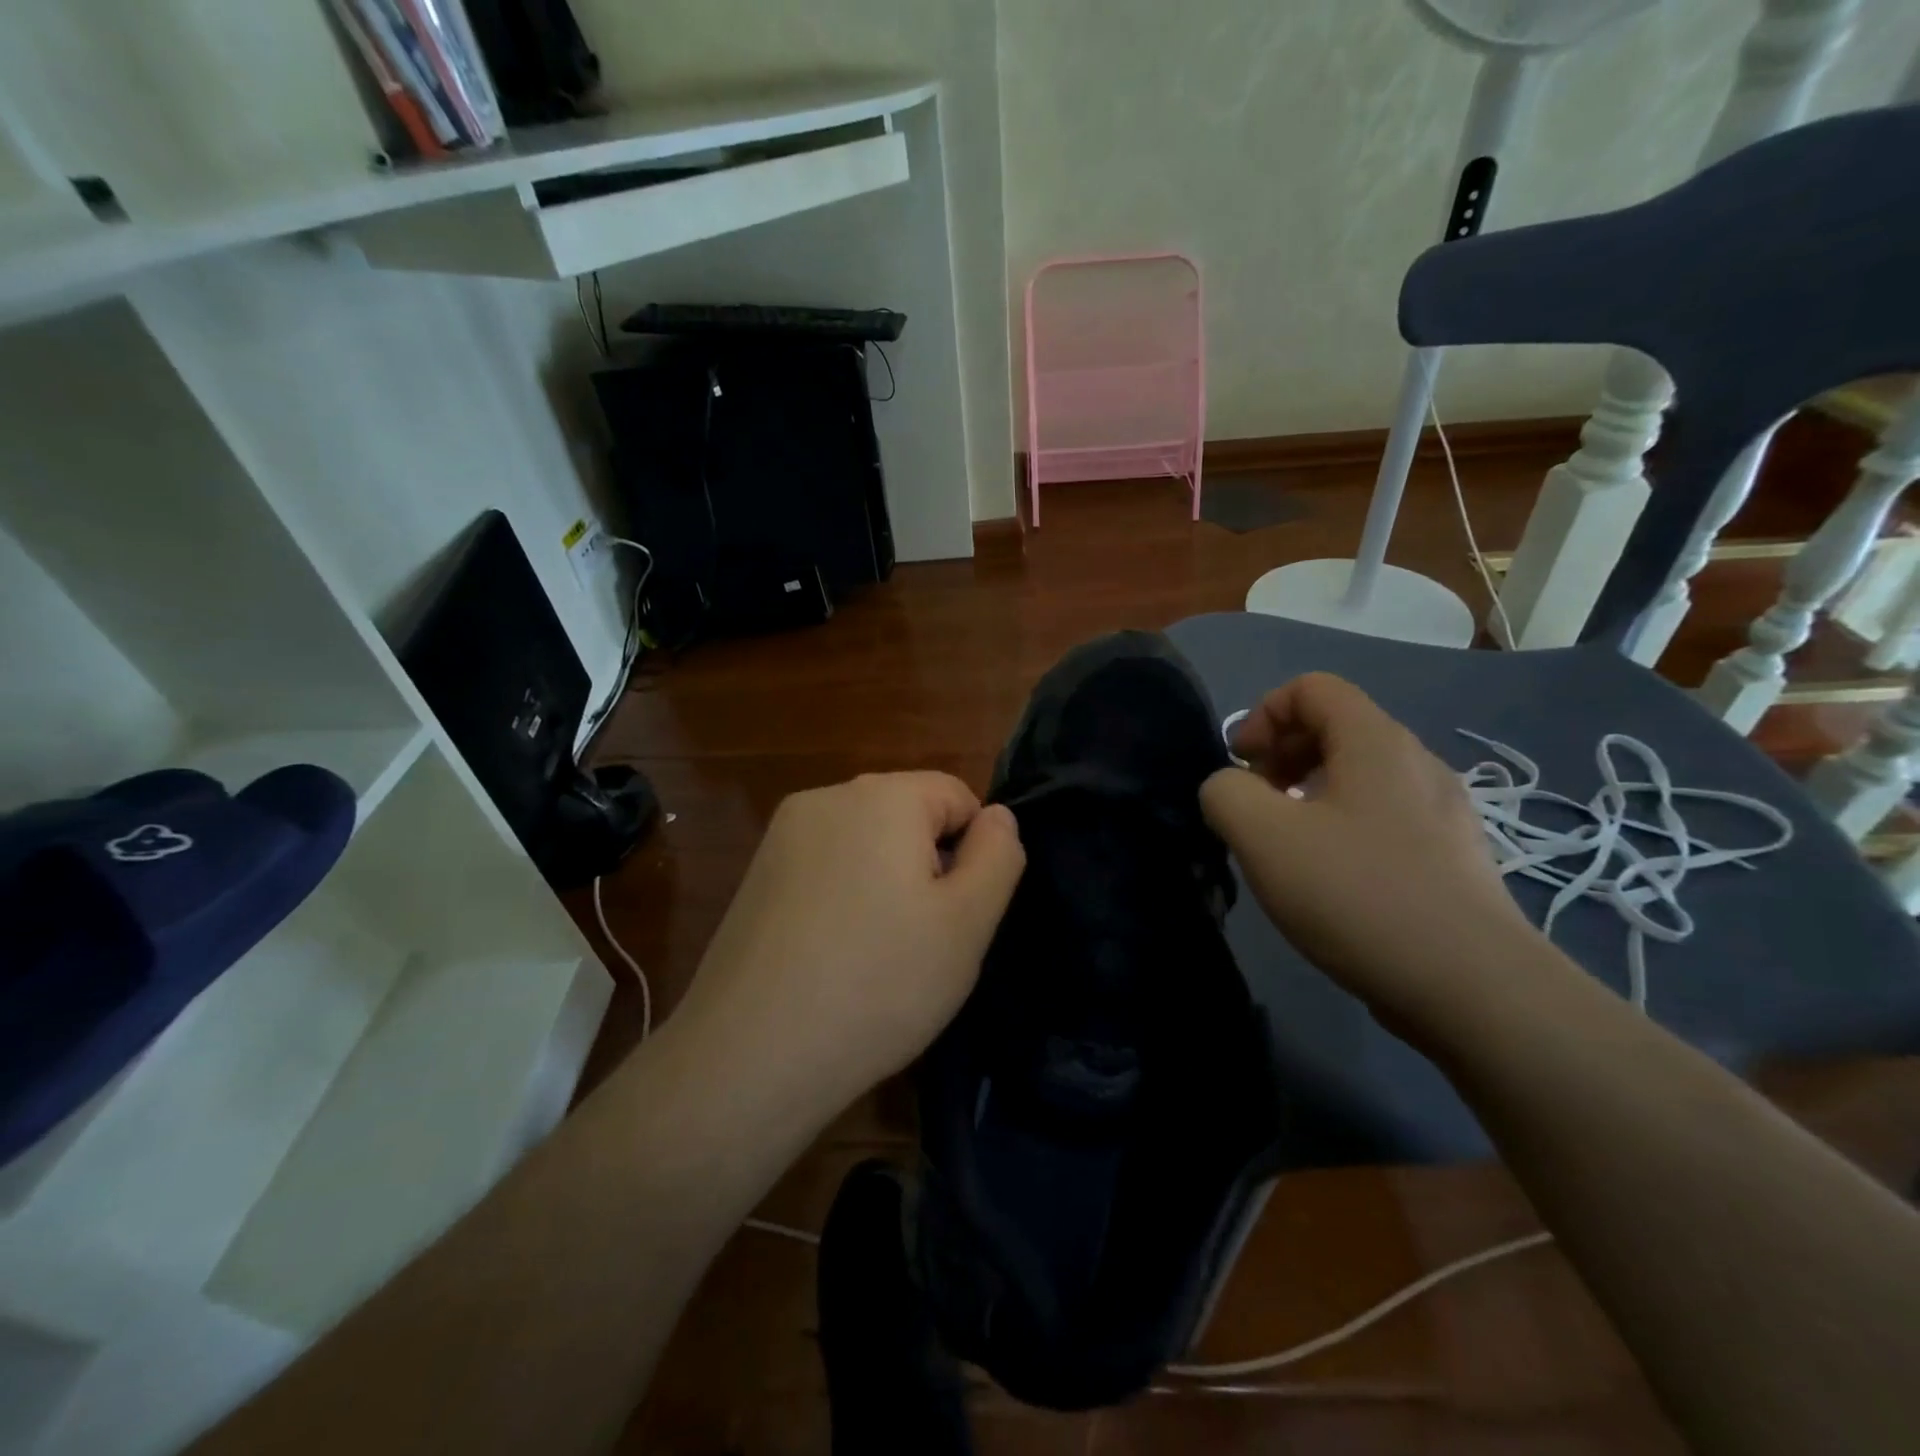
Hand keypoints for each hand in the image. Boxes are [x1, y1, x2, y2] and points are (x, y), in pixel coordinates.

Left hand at [677, 772, 1025, 1111]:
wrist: (750, 1056)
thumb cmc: (878, 984)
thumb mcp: (968, 923)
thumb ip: (998, 855)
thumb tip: (997, 815)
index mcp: (882, 795)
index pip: (957, 796)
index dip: (972, 853)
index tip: (956, 915)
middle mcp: (826, 797)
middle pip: (908, 815)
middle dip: (927, 866)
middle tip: (920, 940)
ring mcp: (782, 835)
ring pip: (866, 843)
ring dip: (885, 883)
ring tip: (874, 954)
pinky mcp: (756, 873)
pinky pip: (826, 867)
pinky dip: (843, 897)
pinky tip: (831, 956)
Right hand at [1200, 673, 1546, 1028]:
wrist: (1472, 987)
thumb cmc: (1358, 894)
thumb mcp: (1263, 836)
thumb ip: (1225, 794)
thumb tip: (1229, 790)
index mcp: (1376, 742)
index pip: (1312, 687)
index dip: (1263, 714)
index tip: (1240, 765)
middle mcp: (1416, 763)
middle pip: (1336, 727)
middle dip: (1281, 755)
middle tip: (1255, 804)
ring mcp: (1443, 812)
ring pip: (1358, 776)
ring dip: (1307, 794)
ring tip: (1285, 844)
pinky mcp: (1451, 858)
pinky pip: (1382, 817)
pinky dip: (1341, 826)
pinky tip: (1329, 880)